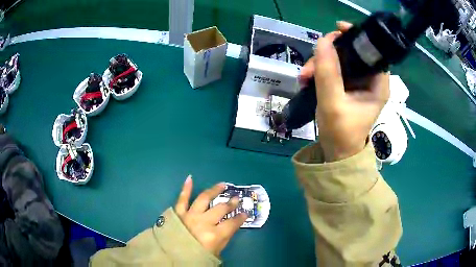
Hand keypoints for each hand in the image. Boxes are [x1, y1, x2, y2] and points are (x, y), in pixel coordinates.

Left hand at [175, 176, 247, 255]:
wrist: (172, 258)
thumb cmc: (196, 257)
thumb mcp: (216, 252)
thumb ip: (224, 239)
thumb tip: (231, 226)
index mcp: (214, 235)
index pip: (233, 223)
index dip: (241, 218)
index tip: (246, 213)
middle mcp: (203, 222)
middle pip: (221, 209)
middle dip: (231, 203)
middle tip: (236, 199)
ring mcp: (190, 215)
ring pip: (204, 199)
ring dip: (214, 190)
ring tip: (222, 185)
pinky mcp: (178, 213)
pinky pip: (182, 199)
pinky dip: (186, 188)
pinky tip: (190, 178)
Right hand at [299, 21, 389, 161]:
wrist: (337, 153)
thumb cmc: (341, 134)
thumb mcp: (333, 104)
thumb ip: (328, 73)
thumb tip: (322, 41)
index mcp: (378, 85)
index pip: (372, 52)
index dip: (356, 37)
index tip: (337, 30)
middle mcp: (370, 80)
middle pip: (352, 53)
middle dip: (330, 54)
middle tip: (311, 65)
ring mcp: (358, 83)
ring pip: (340, 60)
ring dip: (320, 63)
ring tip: (304, 76)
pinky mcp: (347, 86)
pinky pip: (334, 69)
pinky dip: (320, 70)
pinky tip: (308, 78)